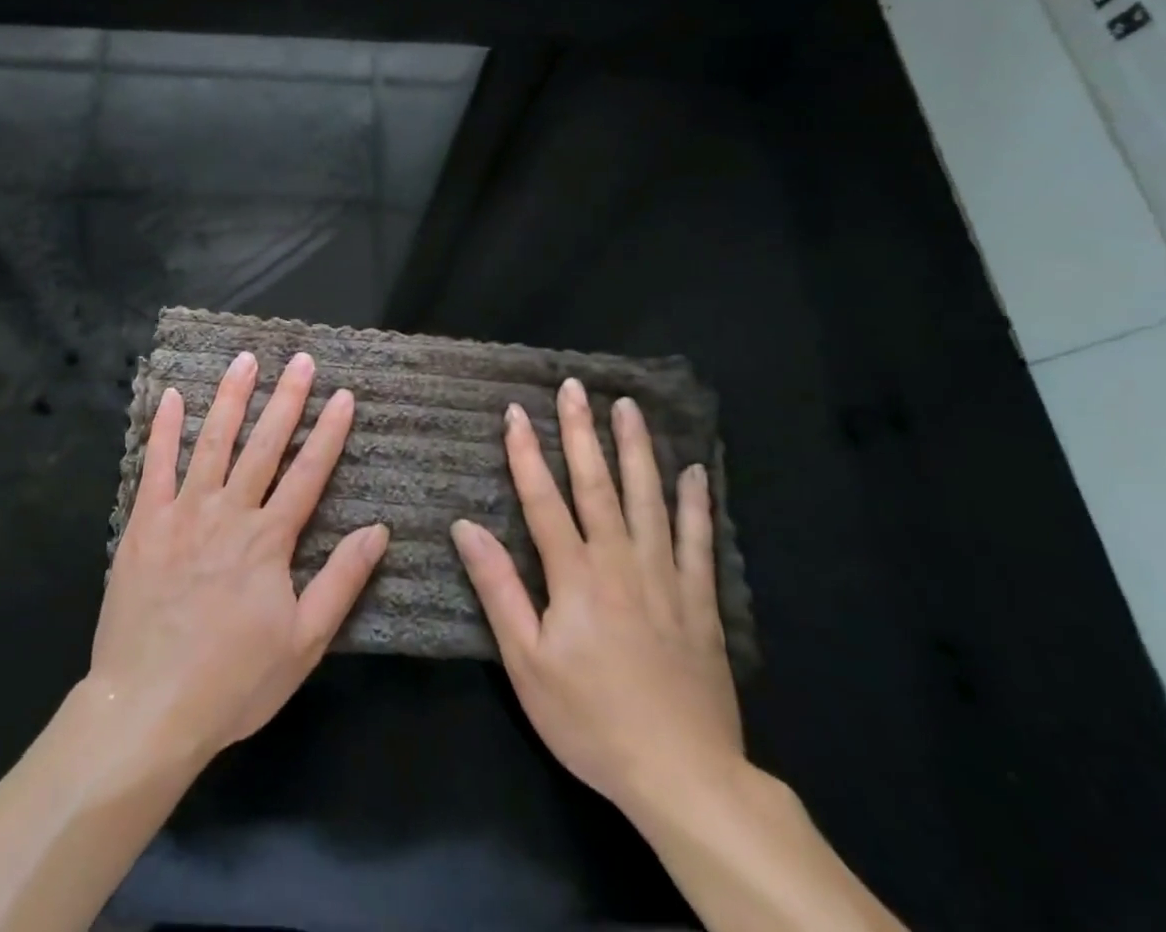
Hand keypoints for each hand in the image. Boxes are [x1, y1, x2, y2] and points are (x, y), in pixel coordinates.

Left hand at [90, 350, 389, 765]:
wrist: (149, 706)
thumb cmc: (234, 681)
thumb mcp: (304, 643)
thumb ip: (341, 581)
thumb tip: (378, 531)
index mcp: (269, 540)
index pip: (308, 473)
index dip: (329, 432)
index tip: (343, 395)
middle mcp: (230, 513)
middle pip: (264, 445)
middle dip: (286, 398)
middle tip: (301, 359)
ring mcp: (184, 512)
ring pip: (213, 442)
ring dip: (231, 398)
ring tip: (244, 360)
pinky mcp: (144, 522)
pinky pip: (156, 465)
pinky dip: (164, 428)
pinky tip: (171, 395)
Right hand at [451, 380, 743, 817]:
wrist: (684, 778)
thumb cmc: (590, 719)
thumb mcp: (526, 662)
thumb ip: (498, 588)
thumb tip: (465, 526)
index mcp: (575, 575)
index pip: (544, 499)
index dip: (527, 452)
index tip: (515, 411)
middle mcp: (621, 562)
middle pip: (598, 484)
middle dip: (582, 432)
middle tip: (575, 387)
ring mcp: (665, 578)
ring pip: (649, 499)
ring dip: (636, 449)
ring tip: (629, 407)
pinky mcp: (700, 603)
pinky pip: (699, 541)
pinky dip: (696, 503)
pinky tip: (694, 471)